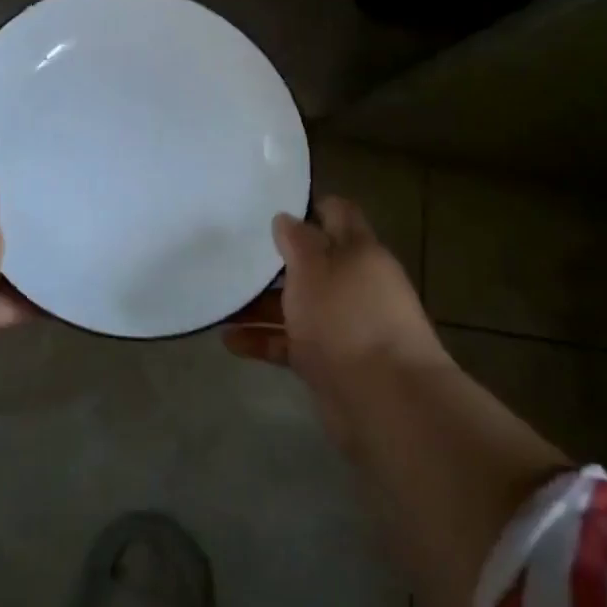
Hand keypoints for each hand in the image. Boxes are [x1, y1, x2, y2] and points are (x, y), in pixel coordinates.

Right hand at [224, 196, 448, 440]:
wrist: (384, 400)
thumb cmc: (346, 316)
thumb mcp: (314, 265)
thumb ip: (297, 239)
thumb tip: (286, 219)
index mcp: (358, 251)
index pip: (337, 213)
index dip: (309, 206)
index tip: (271, 207)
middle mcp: (353, 283)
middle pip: (312, 262)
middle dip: (275, 260)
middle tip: (235, 253)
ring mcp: (342, 324)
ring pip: (296, 304)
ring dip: (260, 304)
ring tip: (221, 303)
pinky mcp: (329, 361)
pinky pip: (289, 343)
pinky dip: (263, 340)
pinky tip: (230, 341)